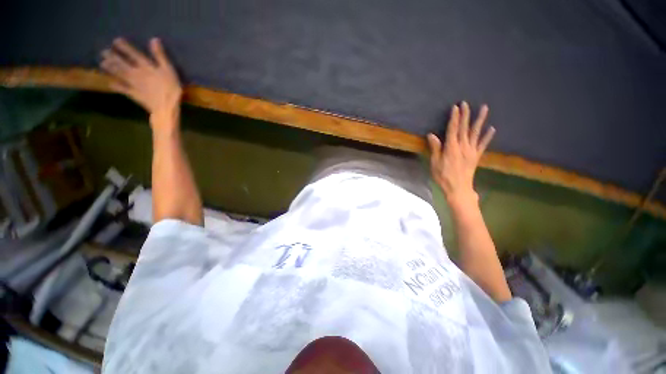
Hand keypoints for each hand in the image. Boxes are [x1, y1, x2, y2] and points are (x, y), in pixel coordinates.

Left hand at [100, 38, 181, 130]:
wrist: (165, 107)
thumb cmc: (171, 88)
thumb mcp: (169, 70)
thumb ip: (160, 56)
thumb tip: (153, 39)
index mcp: (145, 66)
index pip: (133, 54)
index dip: (124, 47)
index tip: (115, 41)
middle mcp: (136, 73)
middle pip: (122, 63)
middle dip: (113, 57)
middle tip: (103, 52)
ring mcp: (133, 84)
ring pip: (119, 74)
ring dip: (110, 69)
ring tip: (102, 63)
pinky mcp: (134, 94)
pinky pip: (122, 89)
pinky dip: (116, 86)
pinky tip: (110, 83)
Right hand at [427, 102, 494, 205]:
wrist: (458, 188)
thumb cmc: (443, 176)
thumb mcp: (435, 163)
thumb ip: (435, 148)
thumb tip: (431, 135)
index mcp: (451, 147)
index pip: (453, 129)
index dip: (454, 117)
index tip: (456, 107)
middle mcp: (463, 146)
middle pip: (465, 128)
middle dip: (465, 115)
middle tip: (466, 103)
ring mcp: (472, 151)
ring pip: (476, 133)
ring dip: (480, 120)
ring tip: (485, 108)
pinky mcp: (476, 156)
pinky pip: (483, 144)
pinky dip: (487, 136)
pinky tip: (492, 129)